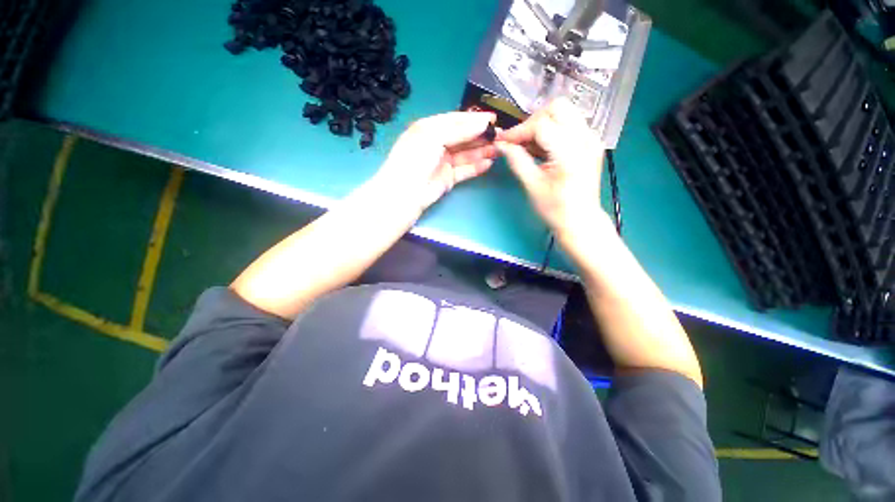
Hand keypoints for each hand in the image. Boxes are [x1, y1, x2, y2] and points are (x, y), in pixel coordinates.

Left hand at [375, 111, 497, 212]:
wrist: (406, 193)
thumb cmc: (416, 158)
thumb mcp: (434, 136)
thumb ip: (459, 129)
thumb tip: (483, 122)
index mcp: (430, 128)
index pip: (456, 120)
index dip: (475, 119)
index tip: (494, 119)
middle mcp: (437, 143)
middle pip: (463, 137)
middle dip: (481, 136)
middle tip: (501, 136)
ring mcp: (443, 162)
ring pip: (466, 154)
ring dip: (482, 151)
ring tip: (499, 150)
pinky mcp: (448, 178)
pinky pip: (465, 170)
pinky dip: (476, 167)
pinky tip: (488, 164)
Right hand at [495, 99, 606, 241]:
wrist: (581, 221)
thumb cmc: (555, 209)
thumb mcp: (532, 186)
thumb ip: (517, 160)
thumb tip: (501, 145)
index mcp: (570, 152)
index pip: (541, 125)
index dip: (519, 131)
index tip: (503, 141)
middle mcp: (586, 138)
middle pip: (557, 107)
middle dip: (533, 121)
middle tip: (519, 141)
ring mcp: (592, 139)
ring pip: (565, 112)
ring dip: (542, 124)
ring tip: (529, 146)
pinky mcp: (591, 143)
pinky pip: (570, 124)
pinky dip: (552, 130)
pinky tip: (542, 148)